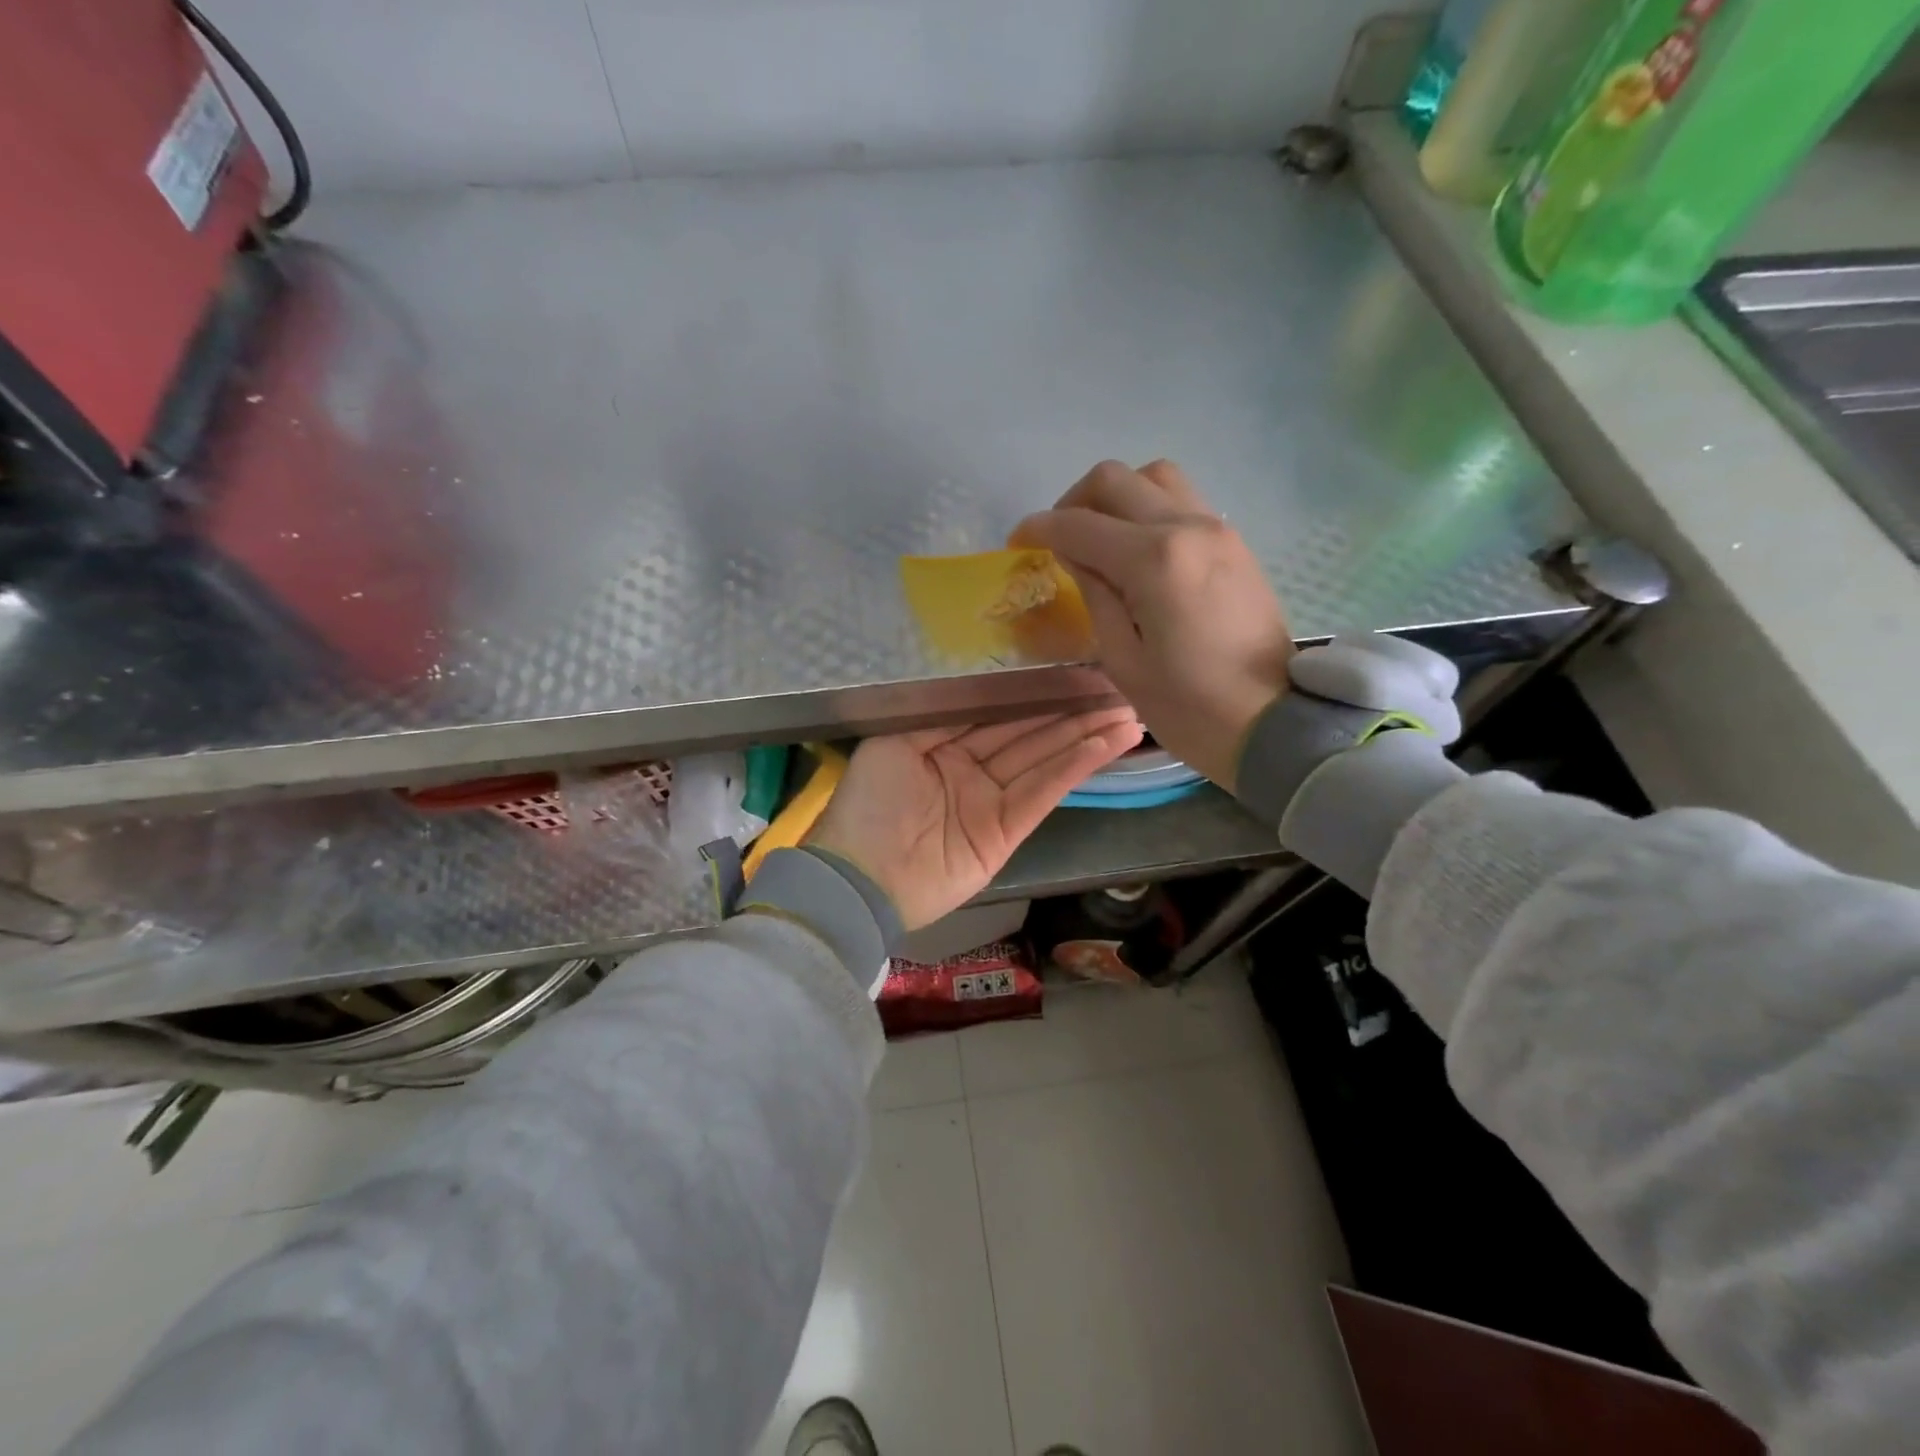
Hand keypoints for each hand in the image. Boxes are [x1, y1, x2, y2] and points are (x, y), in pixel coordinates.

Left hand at [807, 710, 1141, 930]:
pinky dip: (1076, 768)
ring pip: (1045, 759)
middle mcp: (971, 769)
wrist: (860, 879)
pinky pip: (1044, 792)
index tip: (1071, 673)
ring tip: (1128, 714)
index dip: (1034, 695)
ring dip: (1086, 736)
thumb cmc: (870, 804)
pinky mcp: (1007, 831)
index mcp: (941, 745)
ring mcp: (990, 801)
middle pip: (1029, 734)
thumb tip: (987, 690)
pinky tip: (1107, 744)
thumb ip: (941, 715)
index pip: (997, 713)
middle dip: (1071, 712)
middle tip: (1115, 689)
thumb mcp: (892, 743)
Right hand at [1013, 460, 1291, 789]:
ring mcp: (1217, 529)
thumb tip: (1074, 555)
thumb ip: (1094, 594)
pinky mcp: (1234, 542)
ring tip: (1100, 539)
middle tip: (1058, 540)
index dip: (1039, 528)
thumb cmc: (1188, 707)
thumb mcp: (1122, 659)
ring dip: (1117, 497)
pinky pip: (1182, 501)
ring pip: (1155, 477)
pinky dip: (1149, 510)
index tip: (1018, 542)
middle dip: (1074, 502)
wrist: (1273, 723)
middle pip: (1115, 479)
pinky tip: (1138, 551)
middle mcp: (1187, 527)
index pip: (1079, 524)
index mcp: (1154, 561)